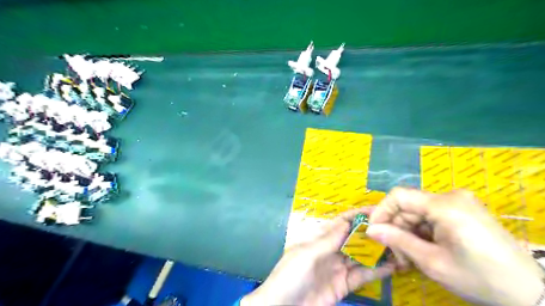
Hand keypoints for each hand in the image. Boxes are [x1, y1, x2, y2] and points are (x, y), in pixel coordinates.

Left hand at [243, 209, 396, 305]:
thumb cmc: (290, 276)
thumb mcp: (307, 254)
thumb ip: (328, 240)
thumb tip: (346, 221)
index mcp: (318, 239)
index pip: (340, 223)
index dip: (356, 216)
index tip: (377, 210)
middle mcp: (330, 250)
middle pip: (353, 238)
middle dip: (370, 233)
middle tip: (394, 228)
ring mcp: (337, 268)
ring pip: (360, 256)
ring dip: (377, 252)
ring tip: (398, 246)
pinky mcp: (343, 285)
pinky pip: (362, 275)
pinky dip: (376, 271)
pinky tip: (392, 266)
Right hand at [366, 188, 544, 305]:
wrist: (532, 294)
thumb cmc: (480, 278)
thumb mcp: (433, 261)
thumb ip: (398, 241)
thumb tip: (370, 230)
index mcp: (444, 205)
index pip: (399, 196)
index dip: (381, 211)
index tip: (373, 231)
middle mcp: (451, 197)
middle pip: (409, 207)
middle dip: (396, 229)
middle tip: (395, 255)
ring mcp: (459, 203)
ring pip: (418, 213)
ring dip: (408, 233)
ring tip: (409, 258)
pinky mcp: (463, 211)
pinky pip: (432, 217)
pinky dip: (422, 232)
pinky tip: (422, 250)